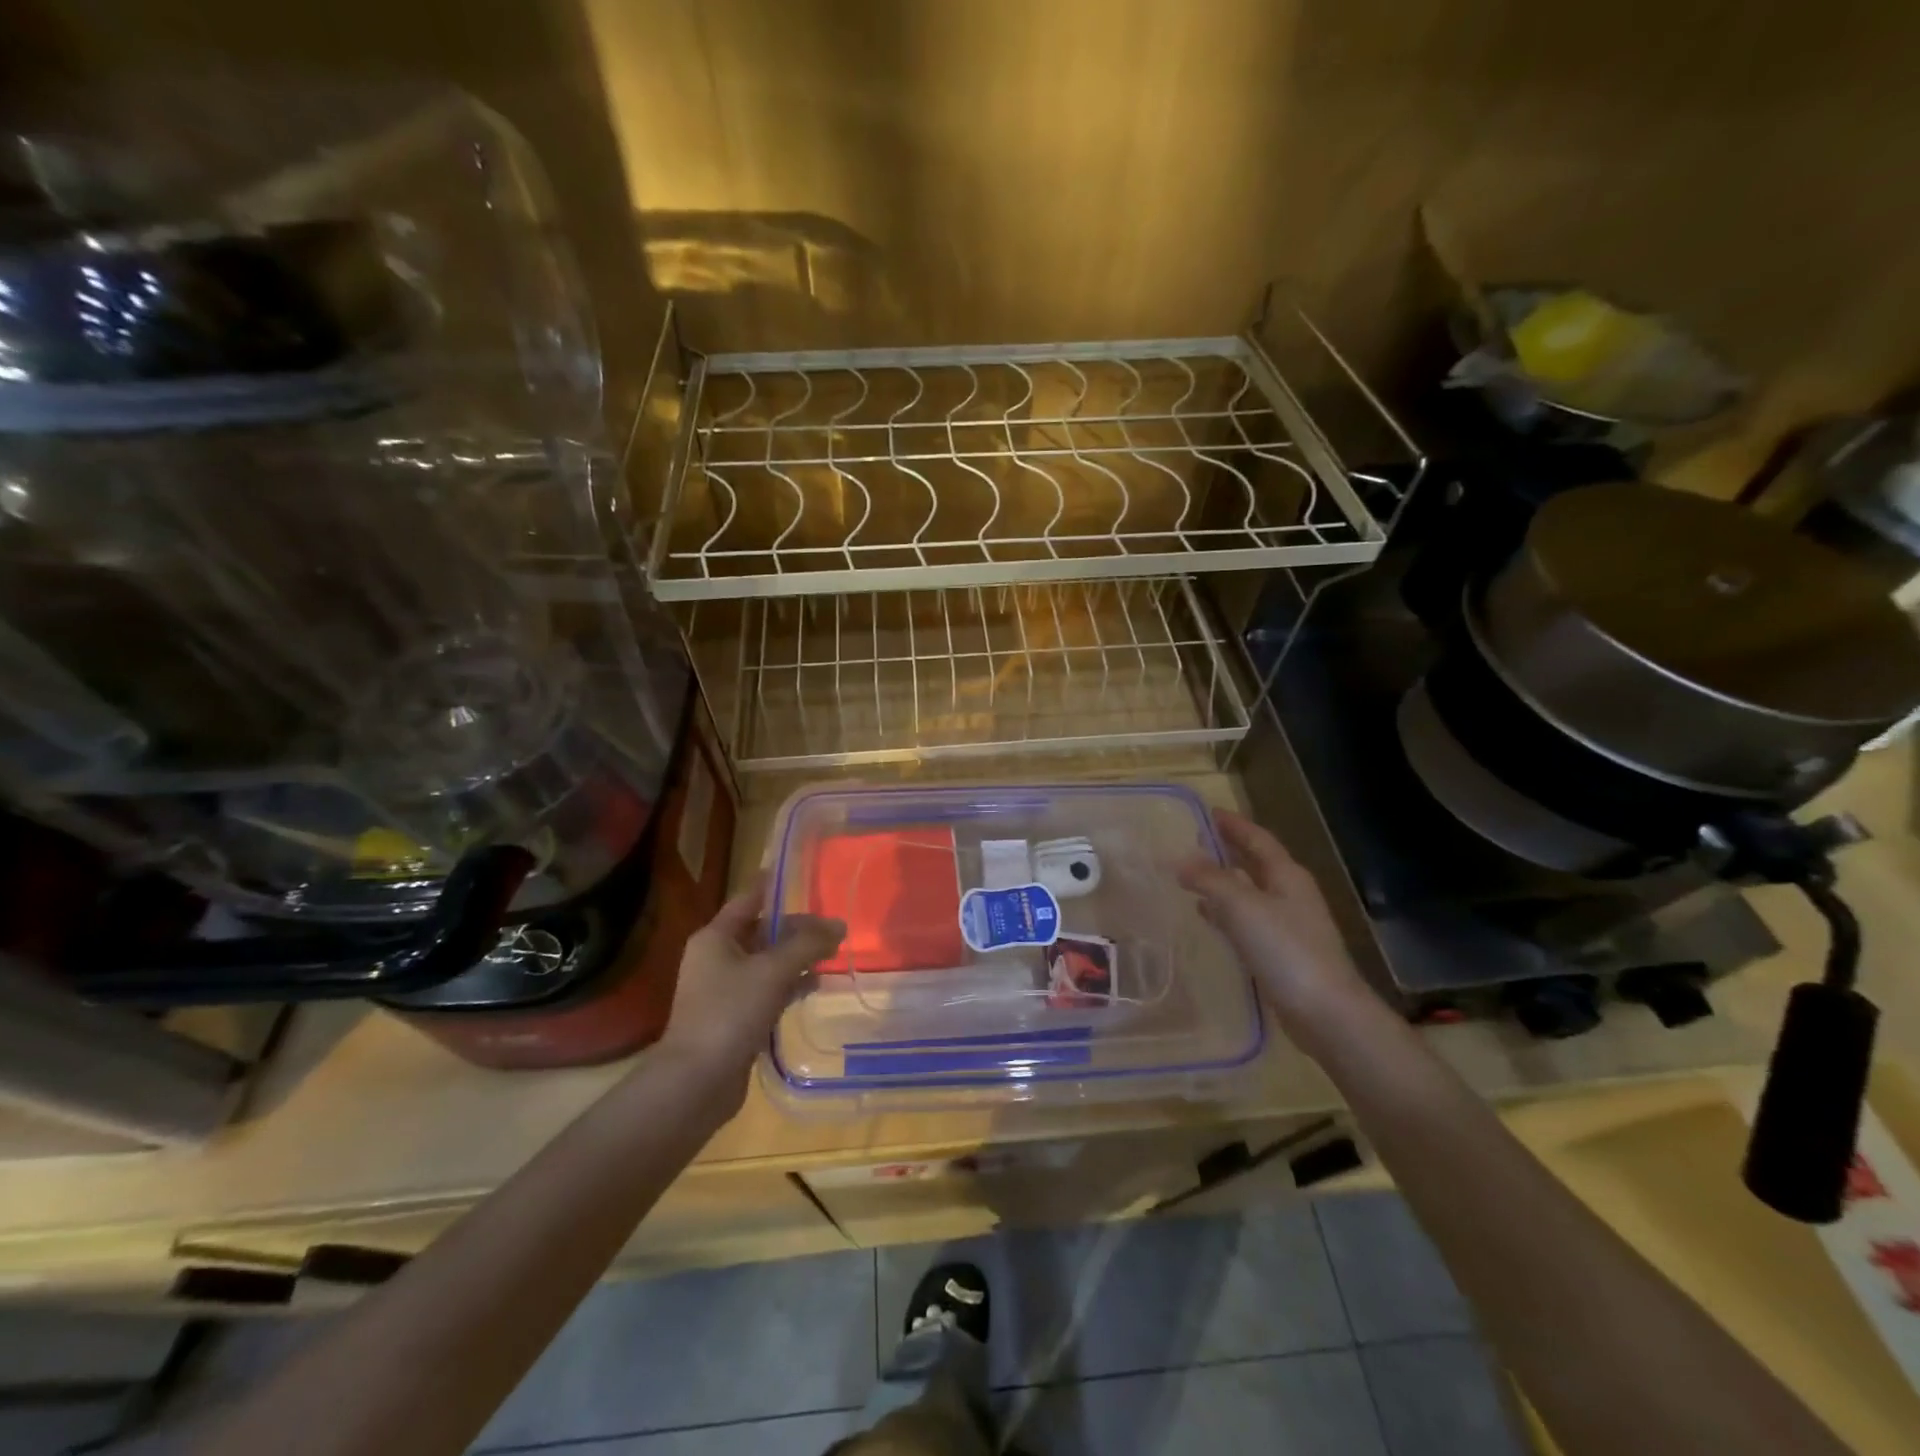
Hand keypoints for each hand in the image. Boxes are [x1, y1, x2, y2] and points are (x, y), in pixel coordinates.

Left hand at [656, 877, 844, 1105]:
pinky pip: (767, 990)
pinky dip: (789, 985)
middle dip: (797, 930)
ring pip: (767, 963)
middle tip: (833, 929)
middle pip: (762, 931)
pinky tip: (814, 987)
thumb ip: (808, 944)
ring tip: (832, 955)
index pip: (750, 899)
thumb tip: (840, 925)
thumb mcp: (773, 970)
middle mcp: (716, 958)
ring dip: (797, 958)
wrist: (696, 1082)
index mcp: (716, 937)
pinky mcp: (735, 1018)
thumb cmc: (730, 1012)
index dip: (776, 888)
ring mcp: (724, 990)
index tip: (804, 878)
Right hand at [1178, 809, 1373, 1058]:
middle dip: (1228, 850)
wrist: (1326, 1013)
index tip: (1208, 812)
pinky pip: (1246, 920)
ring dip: (1223, 882)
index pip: (1257, 839)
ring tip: (1191, 876)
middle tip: (1195, 840)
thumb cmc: (1286, 950)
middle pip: (1256, 863)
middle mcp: (1290, 895)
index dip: (1234, 825)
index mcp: (1287, 876)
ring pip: (1249, 892)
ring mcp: (1288, 925)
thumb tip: (1180, 859)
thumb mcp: (1242, 907)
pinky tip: (1206, 917)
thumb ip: (1209, 880)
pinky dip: (1225, 912)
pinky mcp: (1281, 953)